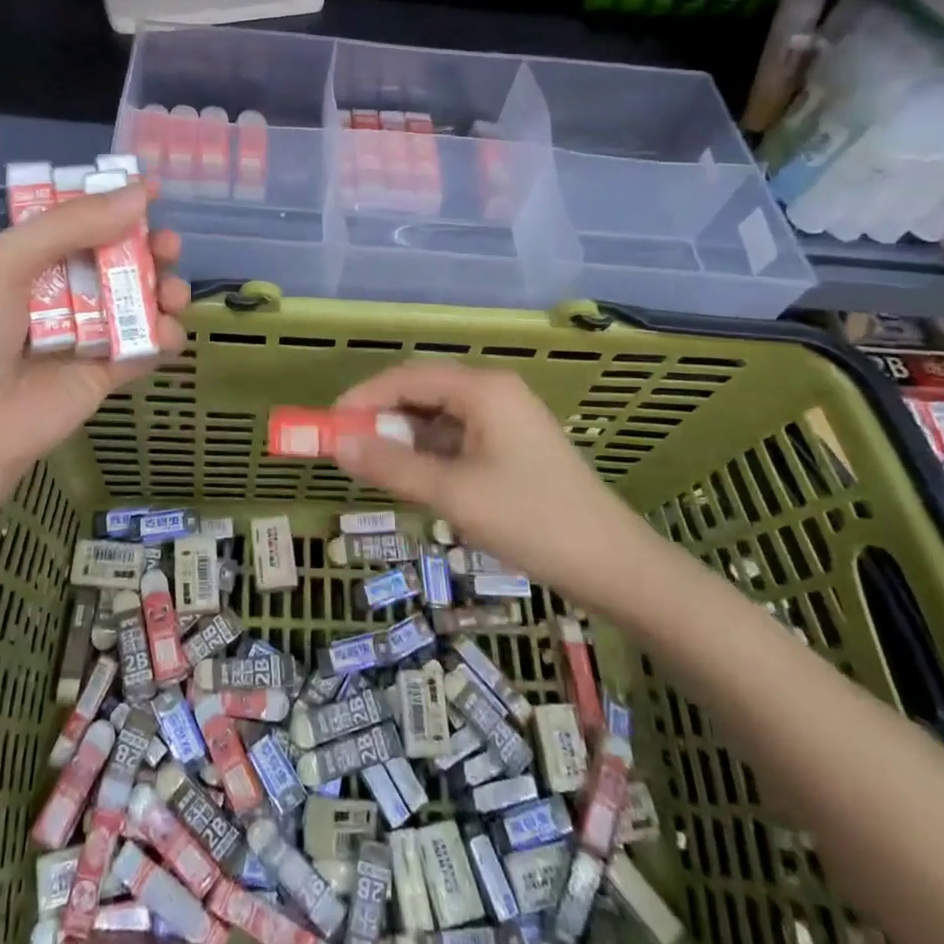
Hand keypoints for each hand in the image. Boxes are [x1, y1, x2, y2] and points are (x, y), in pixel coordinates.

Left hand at [0, 182, 189, 489]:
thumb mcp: (6, 261)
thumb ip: (73, 224)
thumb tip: (141, 193)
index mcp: (30, 259)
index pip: (79, 221)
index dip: (113, 204)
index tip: (152, 191)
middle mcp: (61, 292)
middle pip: (117, 259)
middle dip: (148, 247)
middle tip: (168, 246)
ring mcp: (86, 334)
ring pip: (138, 301)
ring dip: (163, 289)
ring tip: (173, 293)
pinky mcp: (106, 374)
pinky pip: (145, 348)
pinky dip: (165, 337)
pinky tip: (166, 332)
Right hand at [332, 362, 665, 619]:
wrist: (614, 566)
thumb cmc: (531, 521)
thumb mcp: (453, 494)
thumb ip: (391, 466)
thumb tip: (337, 445)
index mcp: (482, 389)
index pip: (407, 377)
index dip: (364, 398)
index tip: (329, 425)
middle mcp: (494, 392)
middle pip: (422, 392)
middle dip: (382, 418)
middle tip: (348, 450)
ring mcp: (507, 419)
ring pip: (439, 418)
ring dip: (405, 439)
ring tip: (376, 470)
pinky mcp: (513, 447)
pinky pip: (458, 439)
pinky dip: (430, 455)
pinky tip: (416, 481)